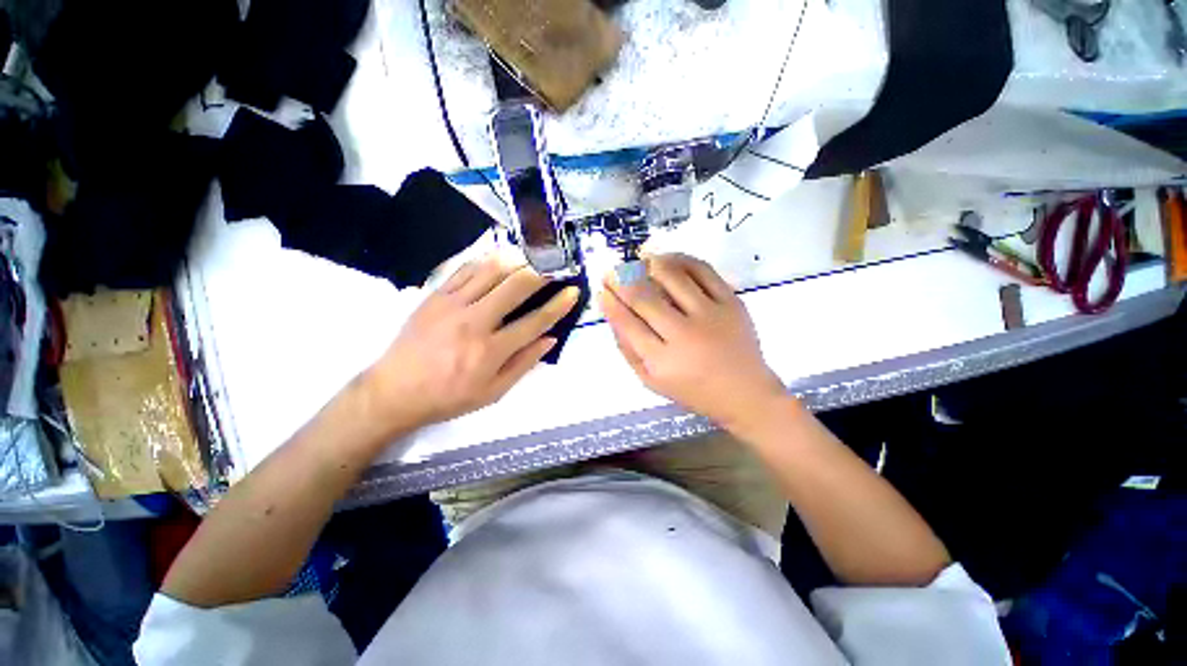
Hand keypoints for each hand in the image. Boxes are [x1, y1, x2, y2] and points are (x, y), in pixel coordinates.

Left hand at [362, 256, 579, 430]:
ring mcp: (452, 305)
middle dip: (541, 273)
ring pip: (491, 270)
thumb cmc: (449, 397)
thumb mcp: (493, 392)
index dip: (558, 305)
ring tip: (531, 258)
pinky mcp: (435, 296)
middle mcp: (474, 322)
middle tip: (555, 266)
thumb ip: (524, 363)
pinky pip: (464, 269)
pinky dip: (486, 261)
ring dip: (516, 261)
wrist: (394, 391)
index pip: (535, 321)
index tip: (573, 291)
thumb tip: (550, 339)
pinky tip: (498, 259)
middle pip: (515, 286)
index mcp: (491, 351)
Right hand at [600, 253, 785, 432]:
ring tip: (637, 261)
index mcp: (662, 361)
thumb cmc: (693, 390)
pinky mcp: (731, 302)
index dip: (611, 303)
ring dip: (648, 264)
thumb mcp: (651, 382)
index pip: (627, 323)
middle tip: (611, 272)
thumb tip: (612, 315)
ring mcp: (711, 315)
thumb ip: (628, 350)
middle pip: (644, 298)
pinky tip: (666, 259)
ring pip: (672, 277)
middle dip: (620, 280)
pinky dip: (681, 259)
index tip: (602, 289)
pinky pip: (703, 270)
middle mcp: (685, 335)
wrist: (745, 393)